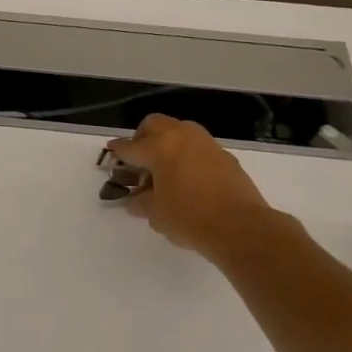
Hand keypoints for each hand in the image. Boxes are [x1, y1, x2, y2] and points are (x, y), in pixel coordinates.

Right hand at [106, 114, 272, 254]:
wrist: (240, 227)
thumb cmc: (189, 218)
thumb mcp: (156, 214)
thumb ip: (141, 202)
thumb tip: (136, 199)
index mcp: (159, 148)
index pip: (130, 147)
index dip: (118, 151)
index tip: (111, 152)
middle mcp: (182, 137)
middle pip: (155, 124)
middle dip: (142, 137)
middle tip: (139, 158)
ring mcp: (206, 144)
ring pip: (180, 131)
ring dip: (168, 142)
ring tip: (164, 167)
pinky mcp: (225, 156)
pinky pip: (198, 147)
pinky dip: (187, 155)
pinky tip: (187, 177)